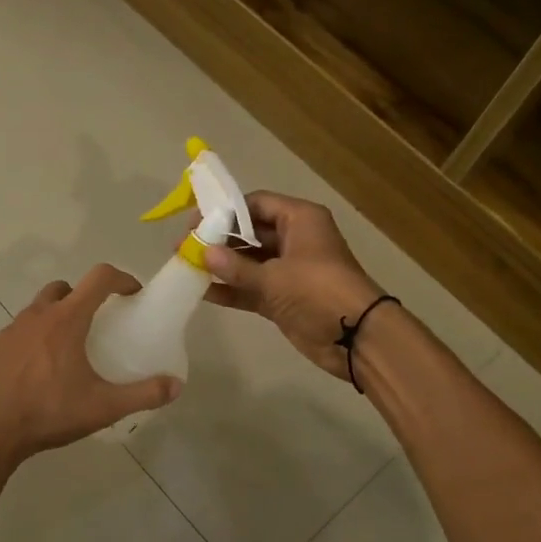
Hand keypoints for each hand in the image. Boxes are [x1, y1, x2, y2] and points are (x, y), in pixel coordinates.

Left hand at [0, 265, 182, 468]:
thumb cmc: (49, 413)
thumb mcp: (103, 407)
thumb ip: (143, 394)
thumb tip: (176, 386)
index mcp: (65, 321)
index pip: (98, 278)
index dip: (121, 278)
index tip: (133, 294)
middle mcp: (36, 316)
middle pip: (64, 288)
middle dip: (84, 297)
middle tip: (98, 324)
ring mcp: (10, 331)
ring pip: (38, 309)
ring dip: (57, 318)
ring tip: (69, 350)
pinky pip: (19, 333)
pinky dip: (34, 339)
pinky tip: (39, 370)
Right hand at [199, 192, 386, 379]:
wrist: (356, 337)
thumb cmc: (318, 291)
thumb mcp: (274, 277)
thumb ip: (236, 267)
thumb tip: (203, 253)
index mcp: (299, 219)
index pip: (255, 204)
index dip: (224, 211)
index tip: (195, 222)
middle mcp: (294, 239)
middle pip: (249, 232)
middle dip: (218, 240)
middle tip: (184, 247)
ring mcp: (289, 270)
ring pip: (249, 261)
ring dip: (222, 266)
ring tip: (186, 267)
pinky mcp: (284, 297)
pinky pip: (252, 287)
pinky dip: (232, 289)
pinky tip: (203, 292)